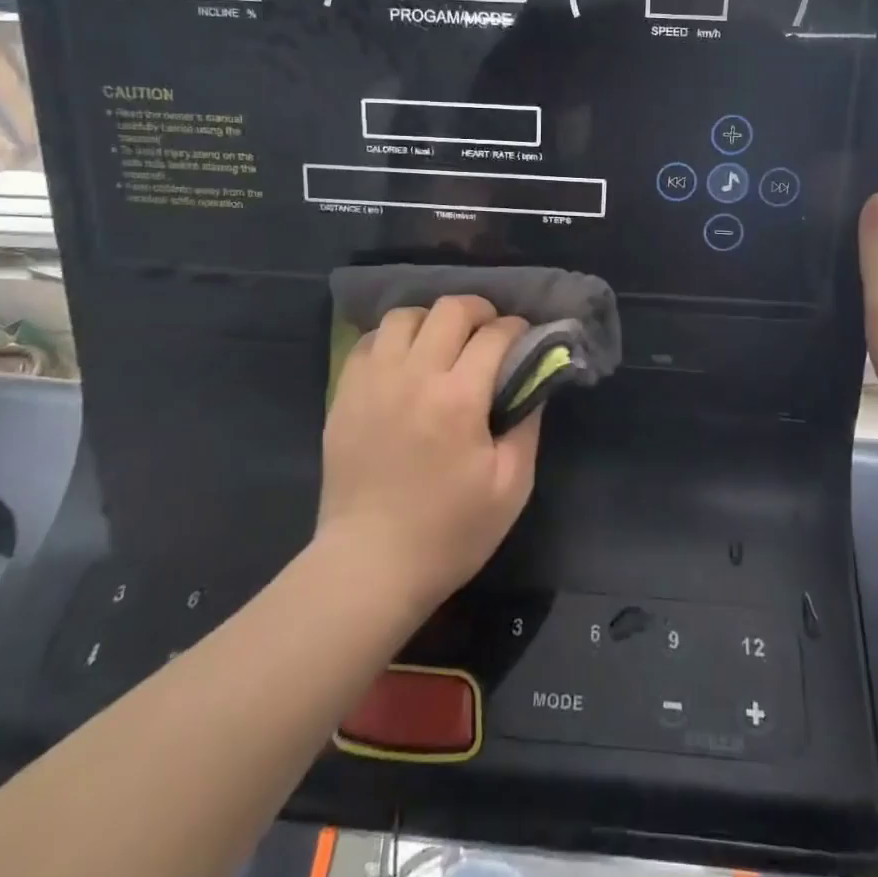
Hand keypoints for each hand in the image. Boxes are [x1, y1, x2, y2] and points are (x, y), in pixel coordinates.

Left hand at [318, 296, 539, 610]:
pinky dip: (392, 340)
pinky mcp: (344, 395)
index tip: (524, 337)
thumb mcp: (511, 487)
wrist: (369, 566)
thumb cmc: (449, 533)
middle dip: (479, 311)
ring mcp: (373, 382)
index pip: (494, 335)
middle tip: (489, 332)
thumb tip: (533, 379)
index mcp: (458, 398)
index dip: (517, 328)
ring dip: (432, 320)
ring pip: (404, 316)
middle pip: (449, 310)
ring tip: (443, 343)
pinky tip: (404, 361)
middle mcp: (414, 376)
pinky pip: (369, 342)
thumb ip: (528, 424)